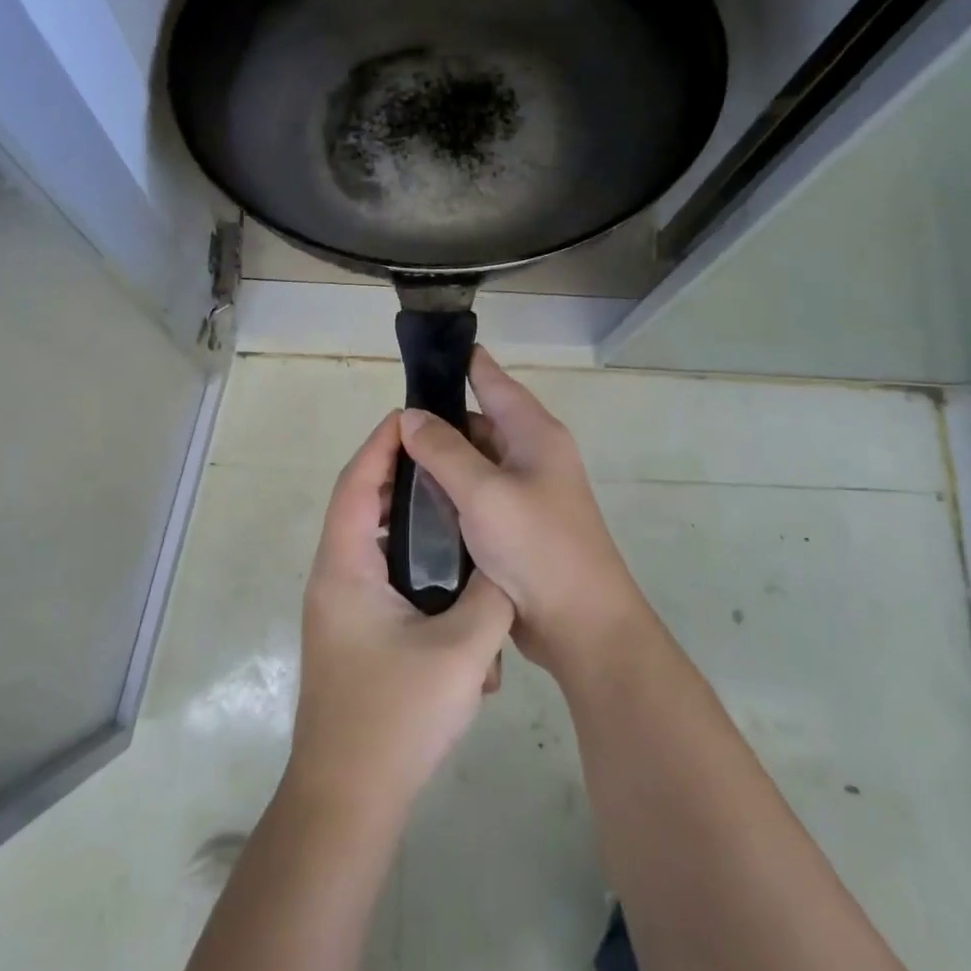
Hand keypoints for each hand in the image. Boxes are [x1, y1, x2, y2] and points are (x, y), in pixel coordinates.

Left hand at [288, 411, 514, 818]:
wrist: (347, 802)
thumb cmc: (395, 718)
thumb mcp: (462, 652)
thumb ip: (491, 596)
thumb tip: (505, 564)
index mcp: (345, 567)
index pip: (357, 483)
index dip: (382, 445)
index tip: (413, 415)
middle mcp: (334, 578)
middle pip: (362, 507)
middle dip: (400, 476)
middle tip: (448, 456)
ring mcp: (340, 608)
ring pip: (373, 545)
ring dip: (408, 524)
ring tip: (456, 506)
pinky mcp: (353, 633)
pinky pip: (381, 578)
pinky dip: (411, 564)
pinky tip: (453, 579)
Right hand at [399, 348, 645, 673]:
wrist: (580, 624)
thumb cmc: (537, 546)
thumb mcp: (484, 492)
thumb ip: (444, 450)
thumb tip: (410, 416)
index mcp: (534, 434)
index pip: (493, 381)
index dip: (464, 362)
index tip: (430, 346)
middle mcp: (531, 455)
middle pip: (477, 423)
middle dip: (438, 423)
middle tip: (389, 427)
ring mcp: (524, 492)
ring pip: (472, 462)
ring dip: (439, 463)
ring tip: (392, 462)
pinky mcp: (513, 525)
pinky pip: (474, 495)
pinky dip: (448, 494)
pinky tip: (415, 500)